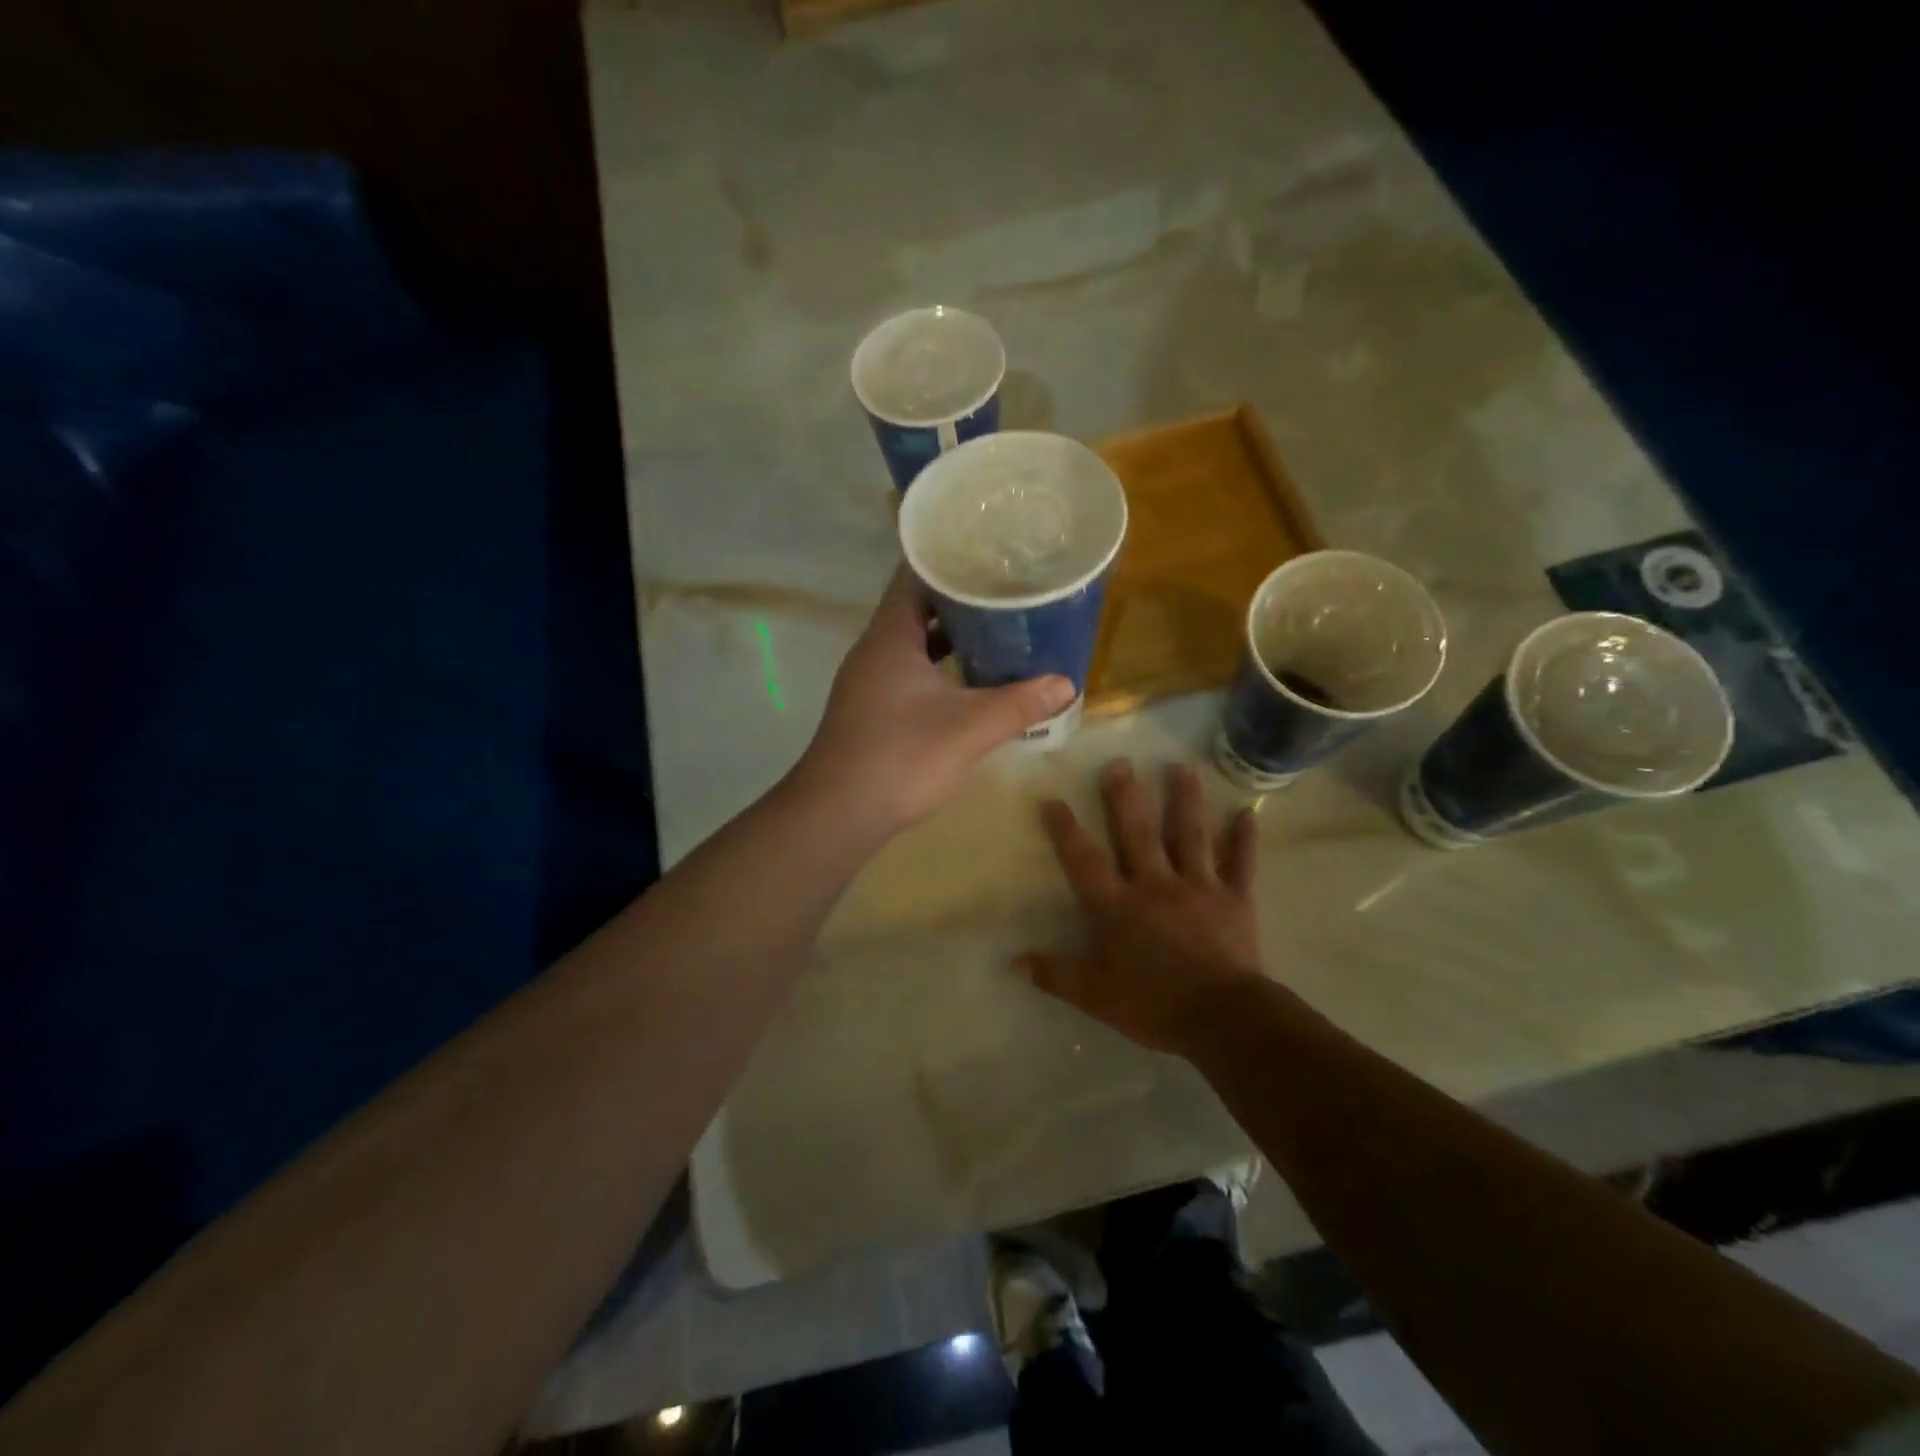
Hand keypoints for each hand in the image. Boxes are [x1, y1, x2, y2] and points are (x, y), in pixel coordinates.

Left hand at [789, 567, 1074, 839]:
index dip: (952, 559)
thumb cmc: (901, 758)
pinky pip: (911, 671)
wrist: (838, 815)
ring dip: (953, 636)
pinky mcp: (873, 708)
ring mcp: (871, 680)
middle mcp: (875, 649)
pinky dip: (941, 668)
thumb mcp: (970, 728)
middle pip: (918, 606)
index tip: (993, 554)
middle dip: (962, 599)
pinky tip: (971, 680)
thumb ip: (1020, 703)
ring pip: (915, 643)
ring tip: (1000, 630)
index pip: (916, 575)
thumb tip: (1067, 684)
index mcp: (890, 636)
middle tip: (1010, 592)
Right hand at [1017, 760, 1263, 1053]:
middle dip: (1126, 796)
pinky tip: (1247, 812)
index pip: (1085, 860)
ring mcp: (1199, 887)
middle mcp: (1156, 884)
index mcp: (1119, 905)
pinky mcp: (1235, 899)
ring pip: (1190, 835)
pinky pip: (1241, 863)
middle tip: (1121, 762)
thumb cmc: (1153, 1004)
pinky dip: (1244, 838)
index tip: (1053, 799)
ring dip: (1186, 800)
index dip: (1067, 830)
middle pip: (1137, 833)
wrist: (1222, 1018)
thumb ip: (1055, 974)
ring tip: (1182, 766)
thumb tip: (1012, 962)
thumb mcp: (1095, 995)